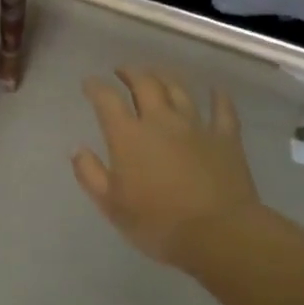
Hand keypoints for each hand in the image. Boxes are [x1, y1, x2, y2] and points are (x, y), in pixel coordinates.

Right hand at [73, 68, 262, 269]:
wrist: (219, 233)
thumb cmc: (158, 223)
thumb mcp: (112, 205)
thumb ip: (90, 174)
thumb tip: (77, 149)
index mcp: (129, 136)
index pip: (107, 100)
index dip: (96, 87)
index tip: (89, 83)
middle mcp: (161, 121)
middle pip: (145, 84)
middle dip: (130, 73)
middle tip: (122, 71)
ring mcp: (196, 126)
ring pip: (179, 89)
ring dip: (165, 77)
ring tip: (157, 75)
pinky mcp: (226, 138)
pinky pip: (222, 109)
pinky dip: (218, 97)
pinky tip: (215, 90)